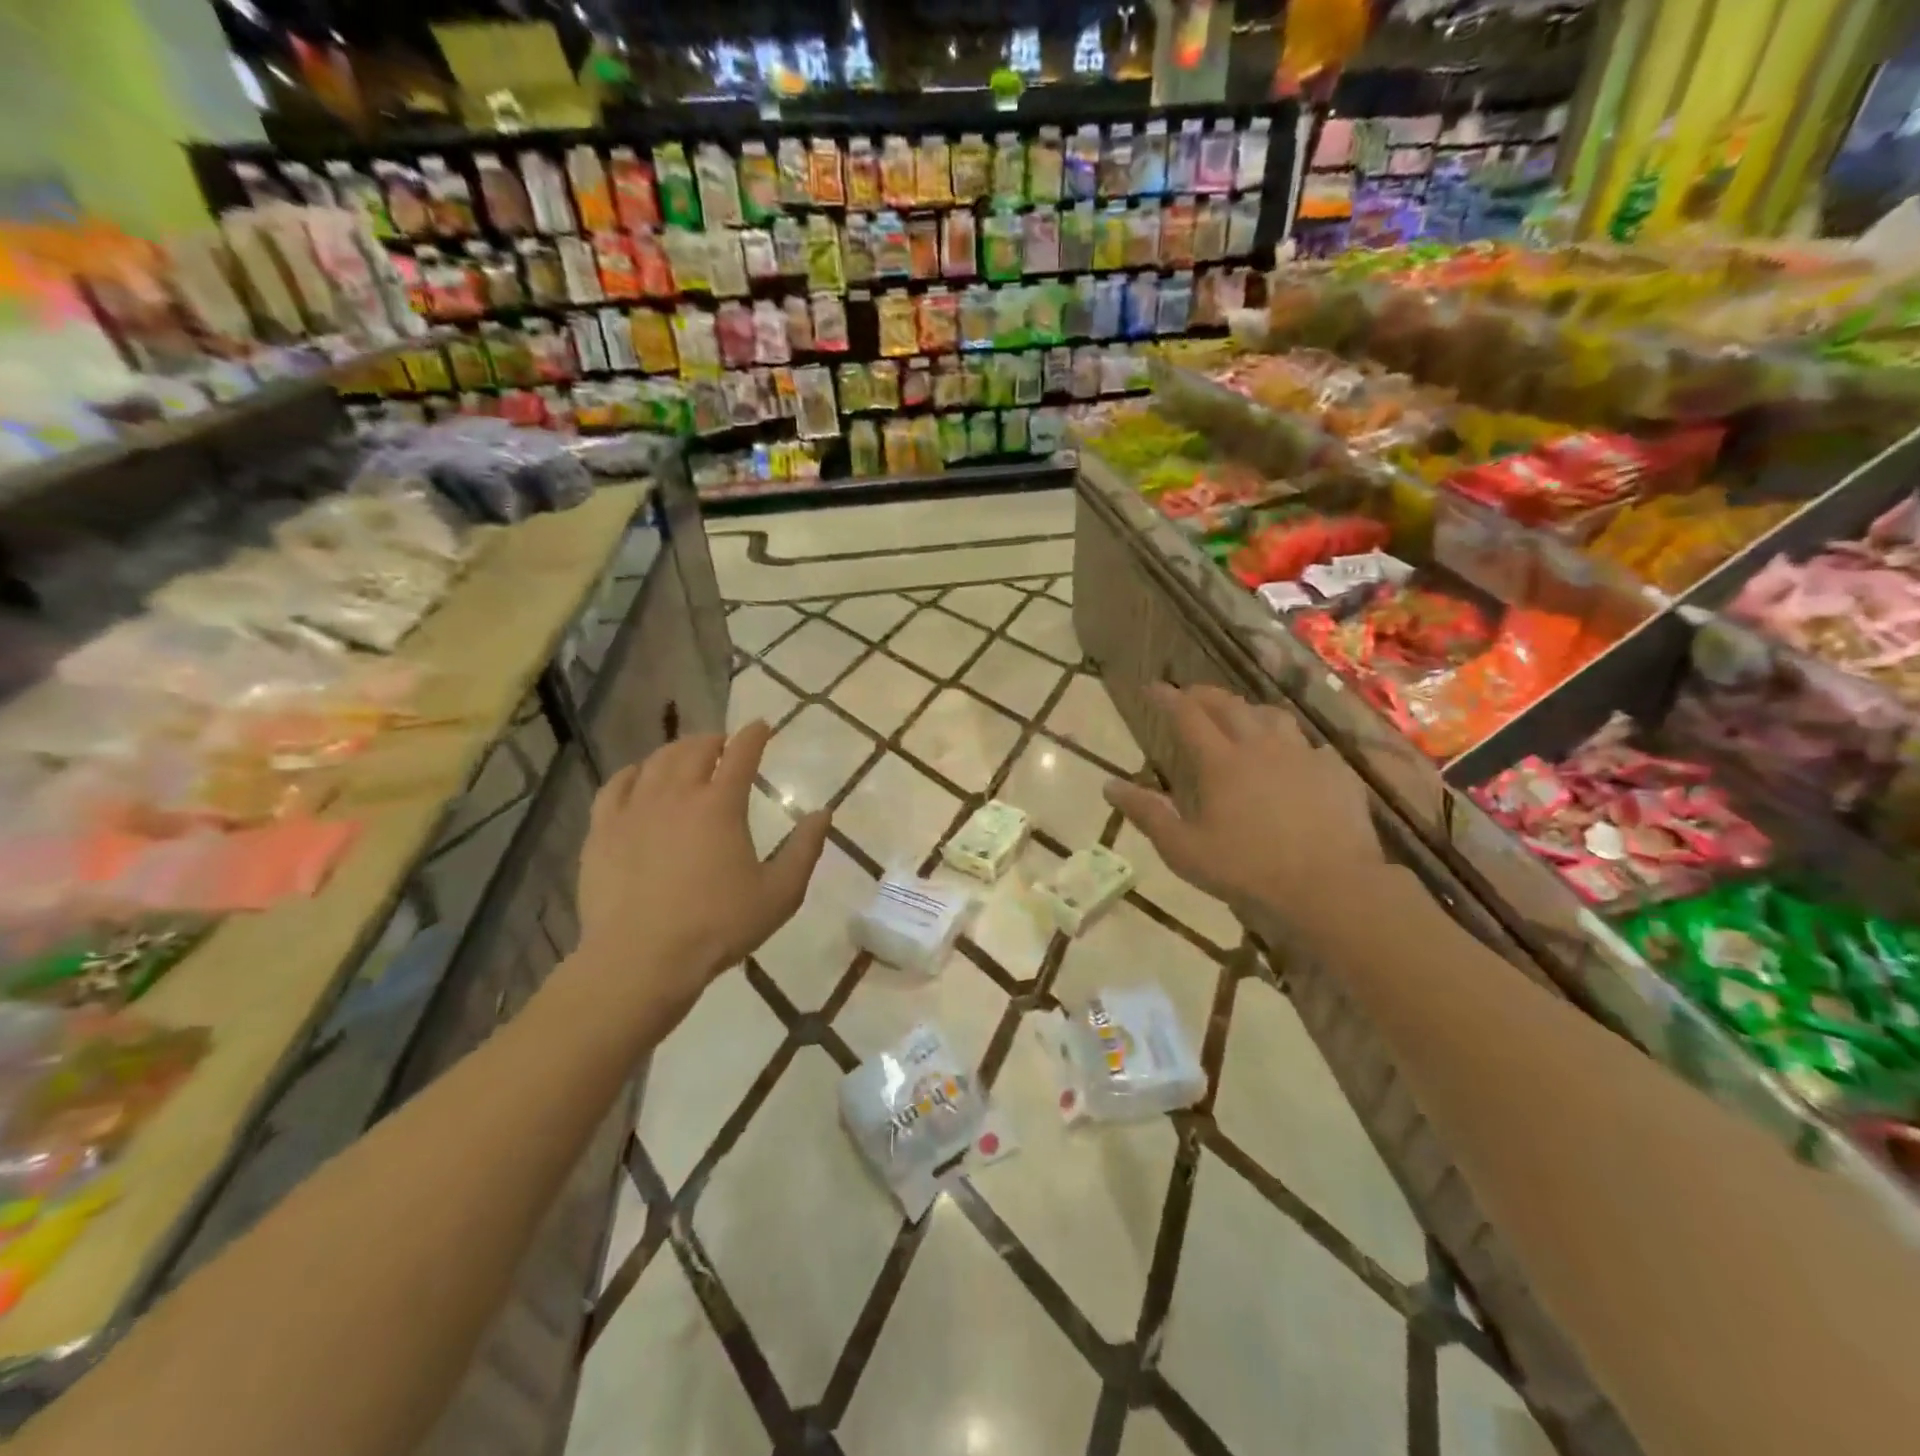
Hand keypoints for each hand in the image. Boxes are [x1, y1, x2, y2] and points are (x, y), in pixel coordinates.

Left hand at [575, 721, 828, 1032]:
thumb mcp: (779, 893)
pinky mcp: (602, 830)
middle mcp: (677, 795)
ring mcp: (634, 809)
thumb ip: (804, 850)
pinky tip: (638, 776)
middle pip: (695, 750)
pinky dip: (633, 773)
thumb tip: (824, 813)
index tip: (761, 726)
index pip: (741, 754)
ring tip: (686, 755)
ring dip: (676, 751)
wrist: (641, 959)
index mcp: (721, 805)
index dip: (753, 735)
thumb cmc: (718, 926)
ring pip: (656, 762)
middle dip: (714, 740)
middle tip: (723, 744)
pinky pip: (616, 786)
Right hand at [1103, 684, 1381, 916]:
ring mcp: (1303, 755)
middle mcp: (1260, 747)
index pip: (1187, 716)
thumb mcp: (1184, 850)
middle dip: (1204, 695)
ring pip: (1272, 716)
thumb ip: (1147, 815)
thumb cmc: (1248, 870)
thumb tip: (1109, 786)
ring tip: (1240, 718)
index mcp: (1220, 762)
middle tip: (1190, 695)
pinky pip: (1309, 744)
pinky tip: (1292, 758)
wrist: (1331, 886)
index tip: (1152, 687)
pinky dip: (1291, 743)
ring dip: (1249, 710)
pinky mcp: (1335, 772)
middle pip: (1229, 705)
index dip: (1167, 698)